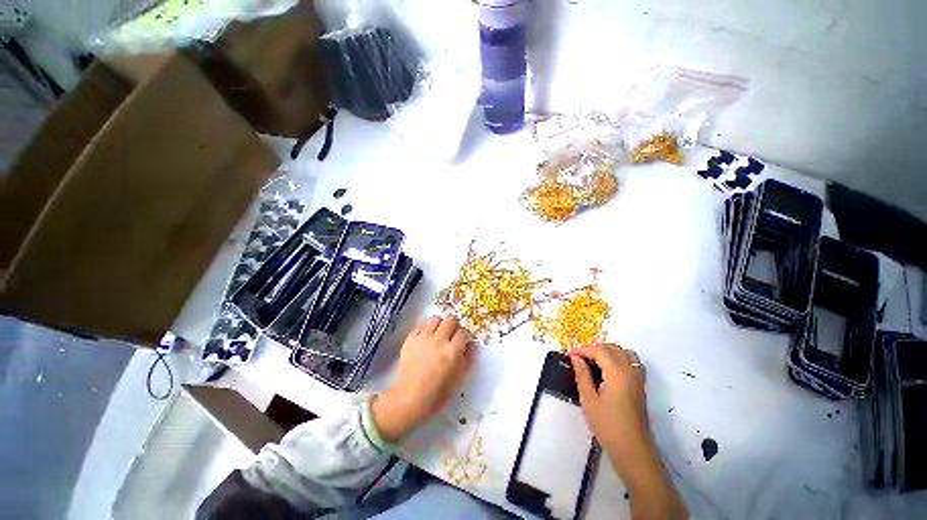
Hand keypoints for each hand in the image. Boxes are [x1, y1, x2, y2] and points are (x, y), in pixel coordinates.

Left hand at [373, 316, 475, 442]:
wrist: (409, 398)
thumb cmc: (438, 393)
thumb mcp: (459, 379)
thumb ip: (469, 358)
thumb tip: (474, 343)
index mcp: (452, 351)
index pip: (464, 332)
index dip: (465, 335)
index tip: (463, 341)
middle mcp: (438, 340)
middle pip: (450, 320)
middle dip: (454, 326)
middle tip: (452, 335)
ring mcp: (423, 338)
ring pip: (435, 318)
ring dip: (439, 324)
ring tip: (438, 333)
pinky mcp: (410, 339)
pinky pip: (420, 325)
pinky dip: (425, 329)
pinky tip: (426, 338)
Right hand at [572, 344, 688, 519]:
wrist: (632, 450)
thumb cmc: (607, 425)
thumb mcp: (588, 399)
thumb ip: (582, 374)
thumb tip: (575, 357)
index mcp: (617, 373)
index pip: (599, 351)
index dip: (583, 349)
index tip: (569, 354)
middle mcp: (630, 371)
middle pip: (613, 348)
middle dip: (595, 348)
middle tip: (579, 357)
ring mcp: (638, 378)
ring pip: (624, 353)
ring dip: (608, 351)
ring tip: (593, 361)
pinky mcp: (640, 385)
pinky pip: (631, 362)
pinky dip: (618, 358)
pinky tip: (608, 370)